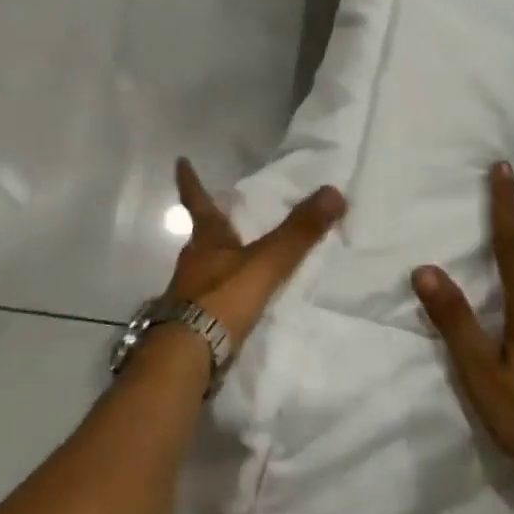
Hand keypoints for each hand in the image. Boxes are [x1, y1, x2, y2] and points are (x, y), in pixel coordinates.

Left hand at [167, 157, 346, 349]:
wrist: (188, 353)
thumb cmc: (223, 298)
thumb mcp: (267, 262)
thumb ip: (299, 232)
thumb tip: (334, 192)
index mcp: (207, 240)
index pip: (197, 201)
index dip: (190, 181)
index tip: (180, 161)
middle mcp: (193, 261)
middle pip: (202, 236)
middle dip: (213, 224)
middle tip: (224, 213)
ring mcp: (189, 292)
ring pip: (205, 266)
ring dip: (219, 259)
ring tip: (237, 257)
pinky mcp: (193, 319)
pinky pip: (211, 296)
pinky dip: (223, 292)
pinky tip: (236, 300)